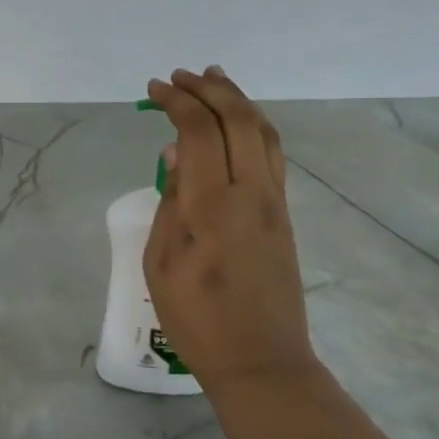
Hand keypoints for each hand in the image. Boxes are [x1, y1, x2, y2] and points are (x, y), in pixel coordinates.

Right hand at [143, 68, 318, 398]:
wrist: (261, 361)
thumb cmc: (197, 318)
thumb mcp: (160, 261)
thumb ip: (170, 200)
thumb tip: (177, 153)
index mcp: (213, 204)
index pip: (200, 131)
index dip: (177, 102)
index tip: (153, 90)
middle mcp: (252, 192)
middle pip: (239, 119)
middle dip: (208, 89)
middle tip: (179, 77)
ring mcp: (274, 201)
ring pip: (264, 131)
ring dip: (238, 100)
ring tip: (214, 80)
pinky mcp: (284, 213)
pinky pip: (272, 153)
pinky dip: (253, 125)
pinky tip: (237, 122)